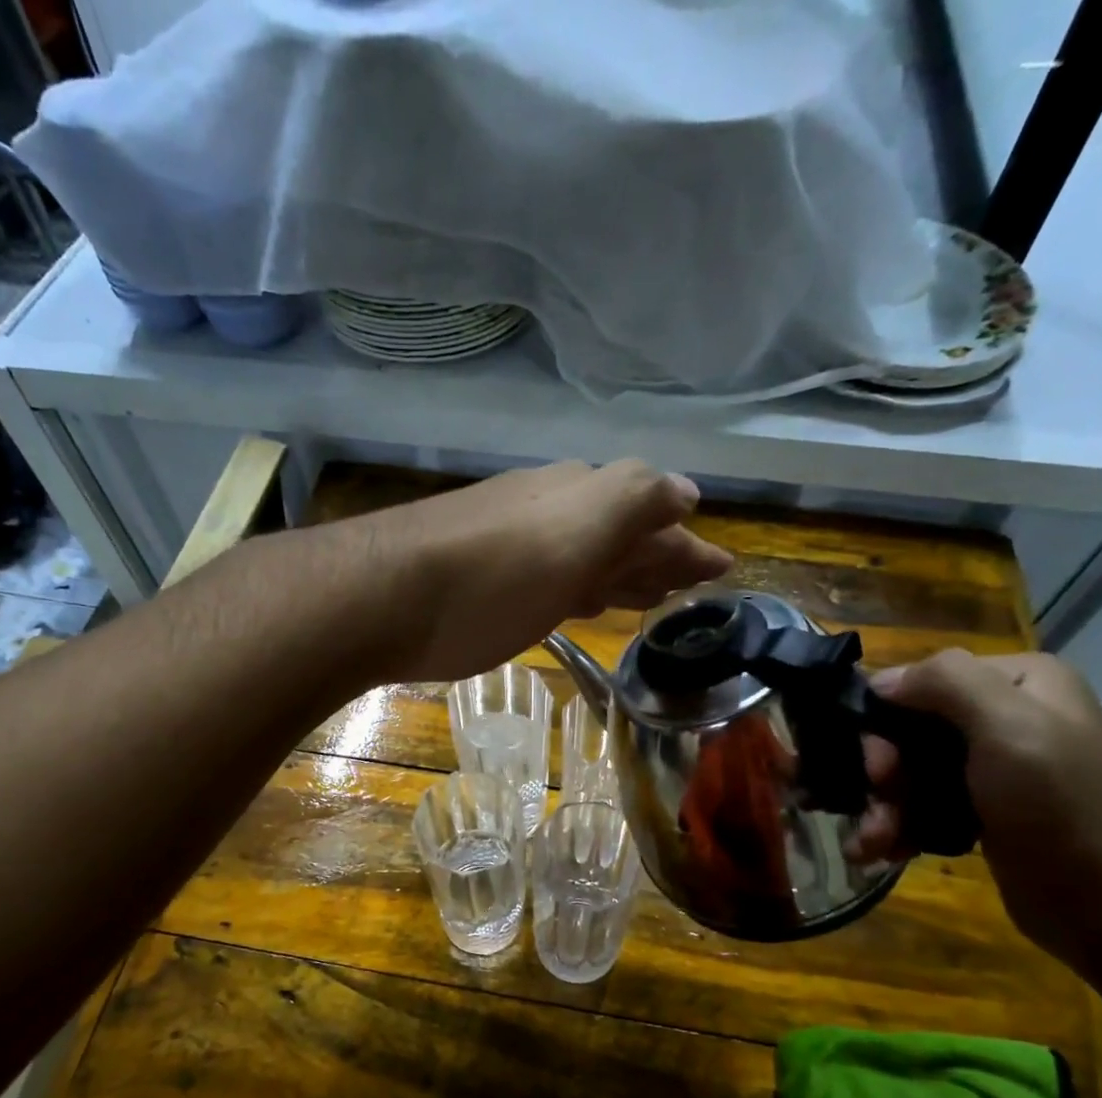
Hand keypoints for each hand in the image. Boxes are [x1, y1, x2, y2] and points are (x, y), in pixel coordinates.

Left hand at [377, 459, 733, 681]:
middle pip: (618, 532)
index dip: (688, 544)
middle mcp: (549, 510)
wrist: (381, 596)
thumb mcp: (576, 532)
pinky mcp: (478, 576)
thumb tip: (686, 492)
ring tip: (647, 594)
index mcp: (582, 497)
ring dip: (619, 570)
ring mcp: (510, 541)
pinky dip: (576, 585)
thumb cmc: (493, 576)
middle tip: (689, 582)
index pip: (654, 514)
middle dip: (657, 554)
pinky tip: (577, 600)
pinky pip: (548, 574)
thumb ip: (633, 503)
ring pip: (583, 553)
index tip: (720, 569)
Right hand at [846, 649, 1101, 965]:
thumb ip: (945, 683)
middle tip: (879, 809)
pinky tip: (880, 852)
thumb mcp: (1010, 727)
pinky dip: (898, 827)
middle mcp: (1004, 717)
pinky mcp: (983, 813)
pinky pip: (923, 806)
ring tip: (871, 845)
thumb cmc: (1063, 808)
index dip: (885, 722)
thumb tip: (880, 681)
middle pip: (909, 732)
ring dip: (882, 808)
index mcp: (1016, 683)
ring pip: (910, 773)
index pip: (919, 682)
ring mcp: (994, 768)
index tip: (879, 769)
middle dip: (882, 774)